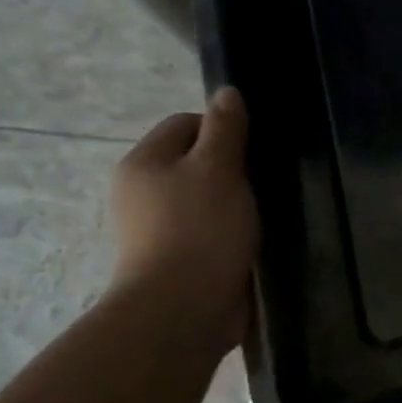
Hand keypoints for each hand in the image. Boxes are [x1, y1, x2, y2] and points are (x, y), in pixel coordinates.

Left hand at [109, 87, 259, 346]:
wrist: (183, 310)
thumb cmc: (200, 229)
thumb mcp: (218, 168)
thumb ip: (225, 129)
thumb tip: (226, 92)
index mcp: (143, 163)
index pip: (184, 123)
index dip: (221, 129)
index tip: (252, 152)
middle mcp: (141, 192)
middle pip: (193, 162)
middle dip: (229, 169)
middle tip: (260, 183)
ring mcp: (155, 230)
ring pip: (203, 199)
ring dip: (232, 204)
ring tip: (261, 214)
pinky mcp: (175, 261)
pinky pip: (207, 232)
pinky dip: (228, 233)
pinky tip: (250, 242)